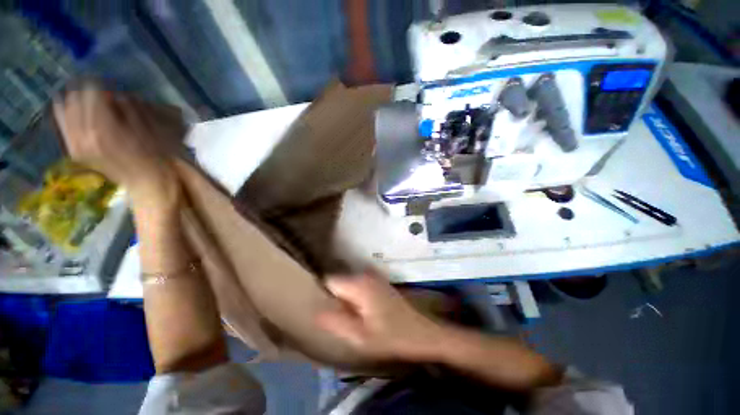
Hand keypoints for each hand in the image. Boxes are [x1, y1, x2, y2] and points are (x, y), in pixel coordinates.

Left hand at [53, 85, 180, 208]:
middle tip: (97, 89)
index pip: (92, 93)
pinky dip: (65, 112)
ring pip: (64, 109)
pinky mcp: (73, 150)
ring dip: (74, 99)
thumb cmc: (155, 157)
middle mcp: (84, 135)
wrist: (147, 184)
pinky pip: (61, 124)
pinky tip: (72, 109)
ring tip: (85, 97)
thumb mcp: (147, 131)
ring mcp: (76, 144)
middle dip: (85, 90)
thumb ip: (128, 109)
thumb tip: (115, 94)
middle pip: (75, 99)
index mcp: (105, 129)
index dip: (99, 84)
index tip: (107, 82)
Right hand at [317, 273, 443, 361]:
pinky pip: (358, 284)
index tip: (325, 310)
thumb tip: (315, 310)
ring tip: (350, 315)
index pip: (329, 280)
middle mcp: (364, 274)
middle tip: (339, 316)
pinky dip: (355, 294)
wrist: (421, 332)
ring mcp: (373, 275)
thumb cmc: (390, 337)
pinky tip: (362, 310)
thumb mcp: (359, 336)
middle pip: (339, 280)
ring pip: (348, 282)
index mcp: (358, 284)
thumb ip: (335, 321)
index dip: (324, 294)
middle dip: (335, 296)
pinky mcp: (379, 281)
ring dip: (345, 296)